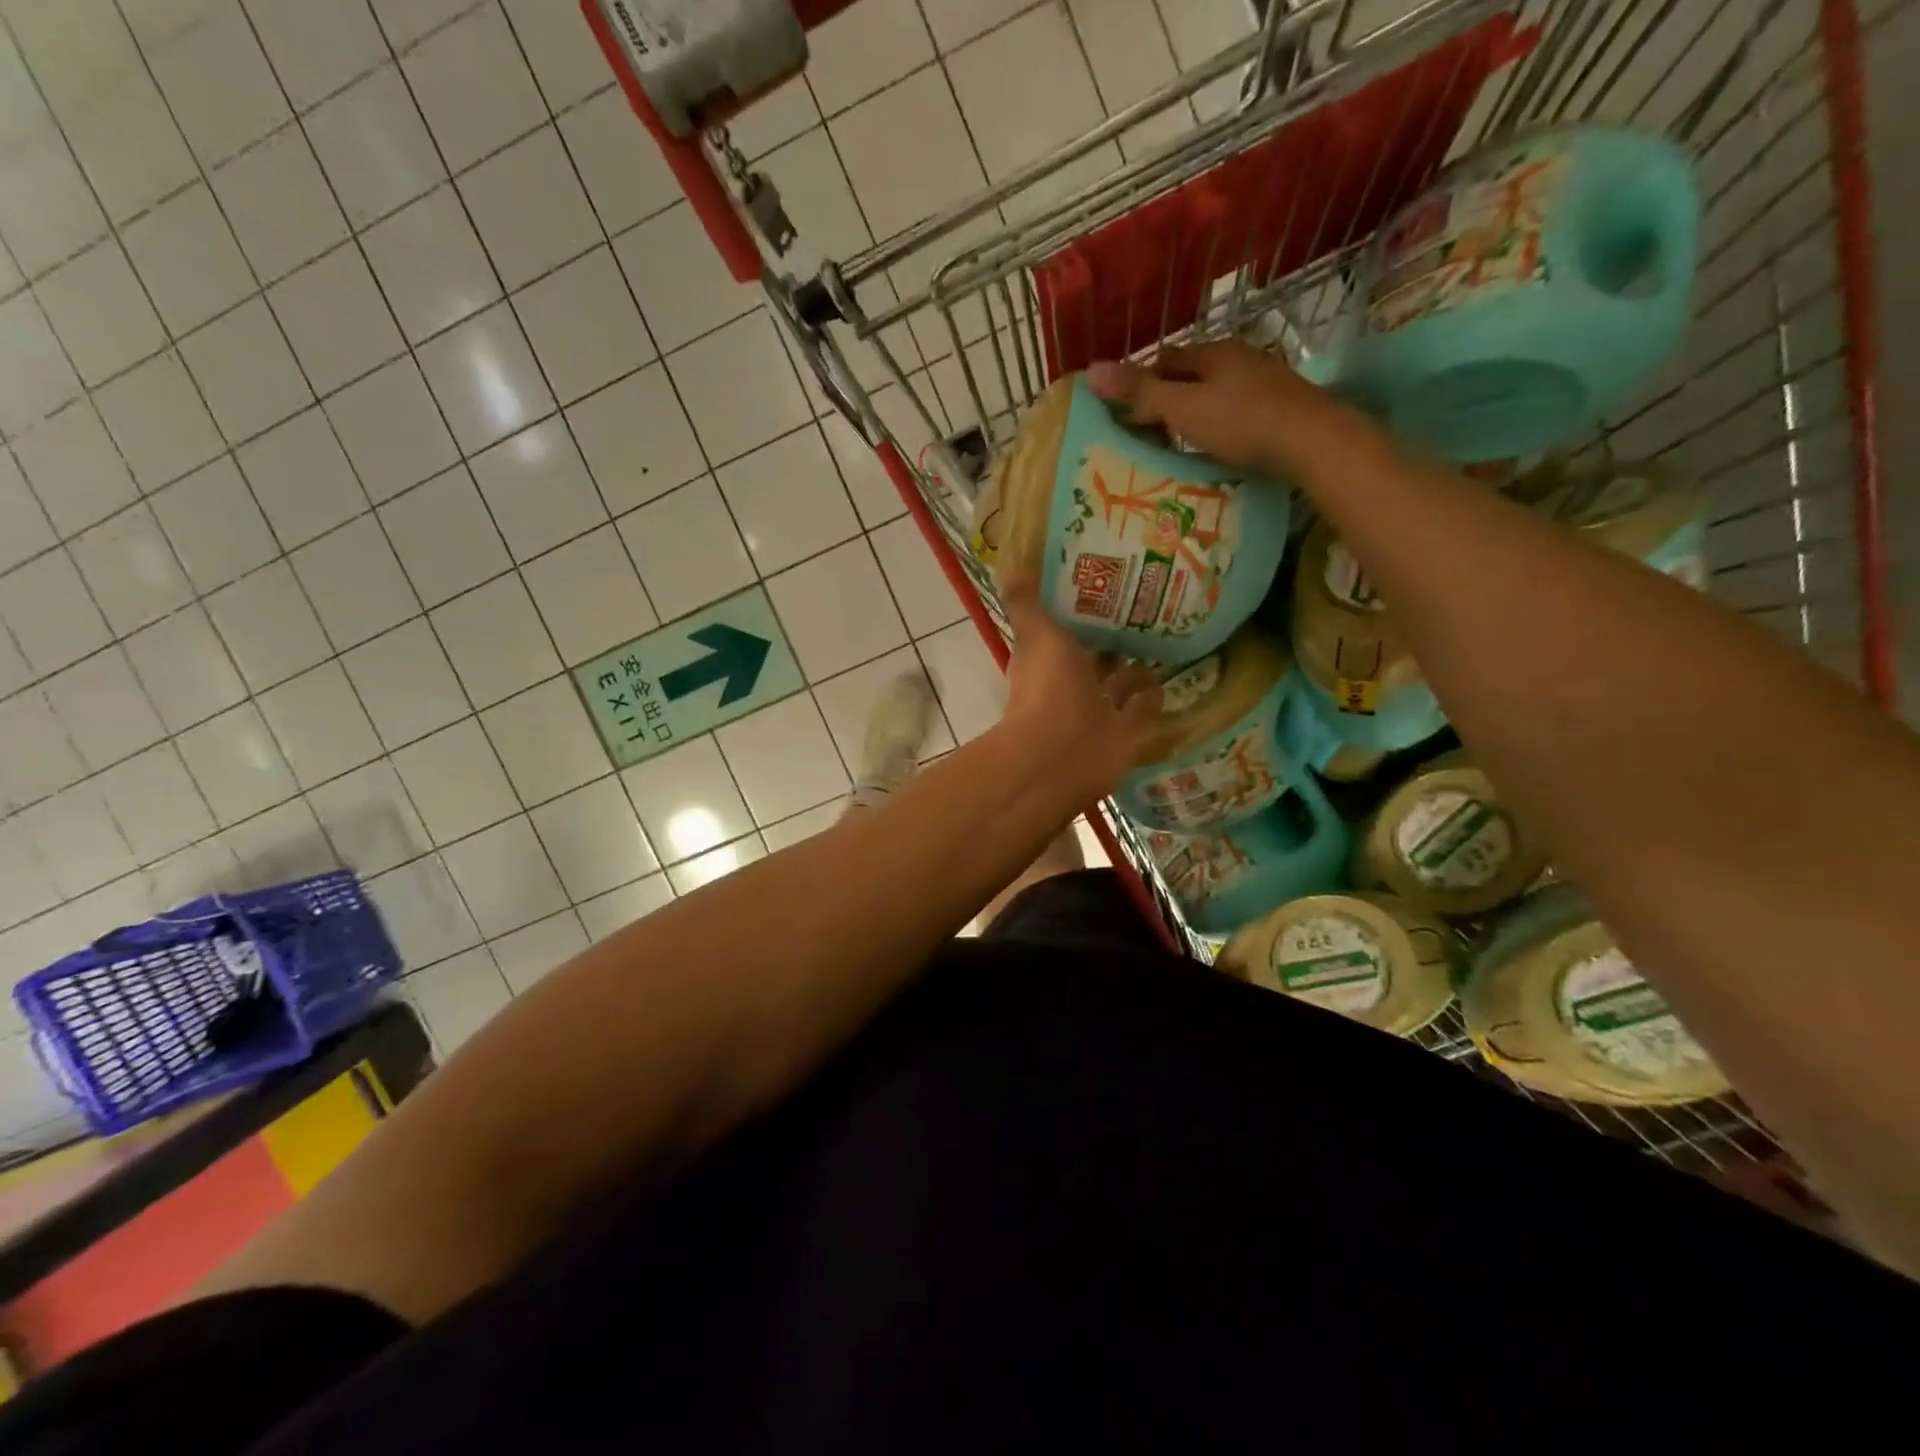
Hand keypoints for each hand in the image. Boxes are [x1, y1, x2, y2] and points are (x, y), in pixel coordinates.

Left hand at [999, 573, 1161, 801]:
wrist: (1061, 755)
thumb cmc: (1048, 690)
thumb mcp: (1037, 635)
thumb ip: (1026, 604)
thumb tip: (1010, 564)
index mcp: (1049, 661)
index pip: (1066, 632)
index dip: (1081, 615)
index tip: (1105, 590)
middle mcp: (1072, 686)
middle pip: (1096, 660)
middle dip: (1112, 643)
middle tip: (1144, 614)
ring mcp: (1098, 713)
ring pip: (1120, 686)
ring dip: (1135, 671)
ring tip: (1162, 644)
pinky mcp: (1124, 735)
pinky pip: (1140, 712)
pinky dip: (1151, 699)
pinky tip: (1166, 681)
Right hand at [1087, 340, 1345, 476]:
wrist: (1311, 442)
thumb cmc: (1241, 421)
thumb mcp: (1182, 407)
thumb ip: (1139, 393)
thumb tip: (1091, 370)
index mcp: (1213, 353)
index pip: (1166, 360)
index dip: (1141, 382)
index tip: (1124, 412)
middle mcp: (1239, 360)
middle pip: (1191, 377)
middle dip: (1166, 400)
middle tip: (1143, 434)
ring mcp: (1263, 384)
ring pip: (1214, 397)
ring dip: (1192, 416)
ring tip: (1173, 445)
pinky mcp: (1279, 411)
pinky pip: (1235, 416)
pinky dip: (1216, 429)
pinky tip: (1211, 449)